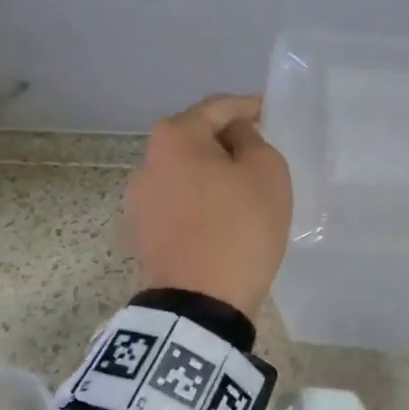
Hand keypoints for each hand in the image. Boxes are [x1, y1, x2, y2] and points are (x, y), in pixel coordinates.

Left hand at [124, 94, 291, 319]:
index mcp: (174, 137)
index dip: (247, 106)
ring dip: (212, 174)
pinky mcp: (143, 232)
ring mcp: (139, 200)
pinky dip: (201, 202)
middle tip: (260, 151)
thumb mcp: (267, 173)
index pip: (217, 107)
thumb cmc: (239, 228)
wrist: (200, 303)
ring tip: (243, 190)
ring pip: (186, 173)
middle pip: (195, 139)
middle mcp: (147, 162)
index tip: (269, 110)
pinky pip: (179, 203)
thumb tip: (234, 138)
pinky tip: (222, 218)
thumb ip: (253, 140)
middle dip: (227, 141)